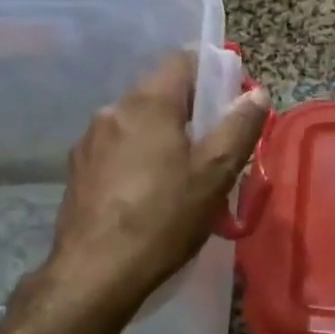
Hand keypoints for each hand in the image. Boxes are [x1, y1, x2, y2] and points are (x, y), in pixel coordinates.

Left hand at [43, 51, 269, 309]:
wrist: (94, 274)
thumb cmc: (163, 219)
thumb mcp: (215, 174)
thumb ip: (239, 127)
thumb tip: (256, 93)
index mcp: (148, 103)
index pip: (182, 60)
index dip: (211, 71)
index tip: (230, 99)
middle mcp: (113, 110)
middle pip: (160, 92)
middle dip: (190, 111)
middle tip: (215, 146)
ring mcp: (89, 140)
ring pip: (138, 122)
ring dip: (163, 136)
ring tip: (183, 175)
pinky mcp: (78, 169)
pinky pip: (118, 148)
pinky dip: (139, 157)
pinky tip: (149, 193)